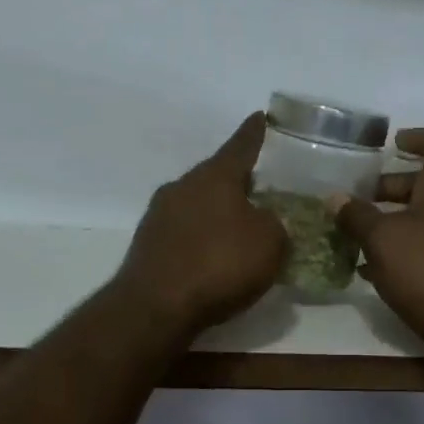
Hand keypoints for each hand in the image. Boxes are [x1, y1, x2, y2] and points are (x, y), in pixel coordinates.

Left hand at [116, 113, 287, 336]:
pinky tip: (213, 255)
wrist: (155, 307)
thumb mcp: (270, 243)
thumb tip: (266, 221)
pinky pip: (184, 230)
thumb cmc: (219, 265)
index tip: (261, 116)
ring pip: (198, 202)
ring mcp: (159, 214)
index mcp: (215, 176)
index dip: (255, 132)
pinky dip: (201, 236)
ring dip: (217, 210)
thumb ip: (275, 224)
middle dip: (238, 180)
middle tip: (261, 186)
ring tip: (239, 225)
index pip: (241, 145)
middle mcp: (183, 186)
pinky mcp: (148, 243)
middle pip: (216, 175)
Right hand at [330, 129, 423, 364]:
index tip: (395, 143)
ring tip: (368, 240)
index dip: (420, 138)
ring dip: (402, 221)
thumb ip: (357, 217)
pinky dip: (414, 248)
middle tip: (367, 201)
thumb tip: (335, 197)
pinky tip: (386, 272)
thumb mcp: (382, 241)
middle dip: (397, 188)